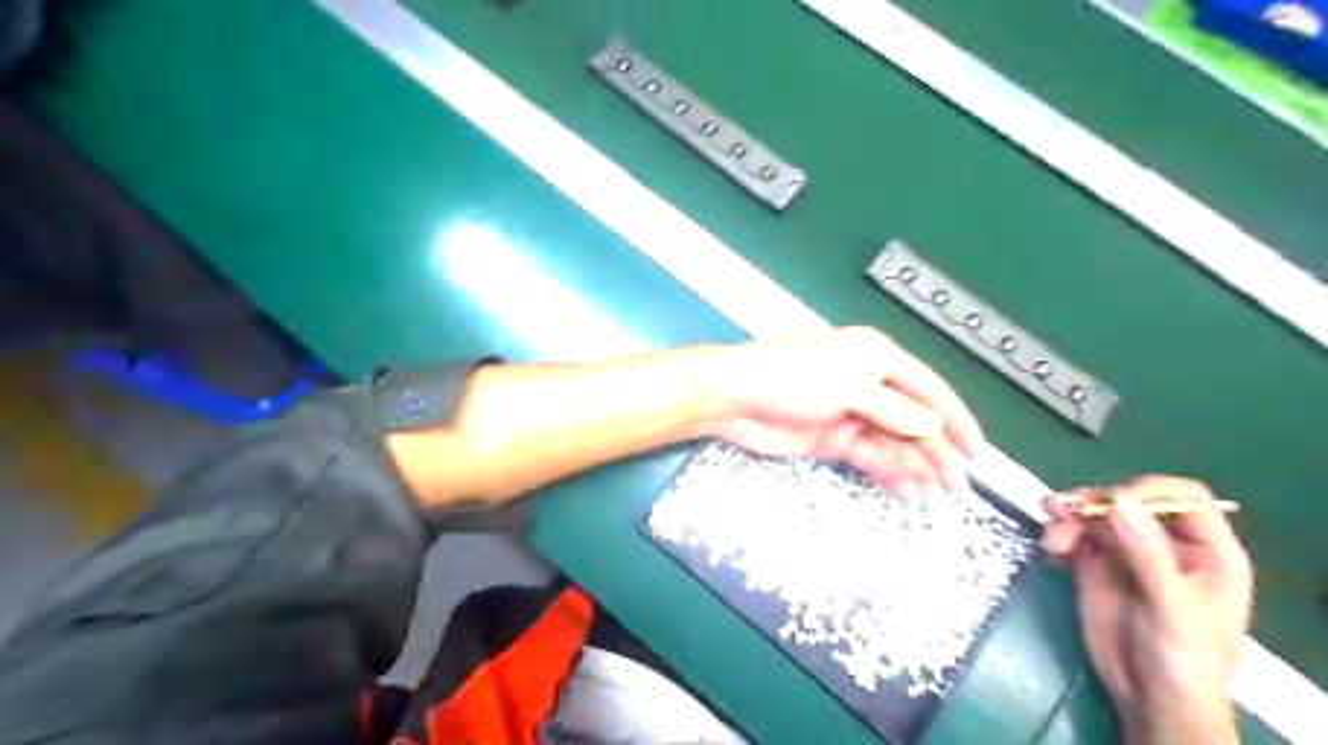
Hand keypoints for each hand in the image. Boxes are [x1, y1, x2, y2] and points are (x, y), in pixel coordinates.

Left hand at [712, 326, 979, 498]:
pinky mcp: (833, 439)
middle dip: (936, 452)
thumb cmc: (786, 378)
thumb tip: (932, 425)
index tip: (977, 451)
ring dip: (914, 467)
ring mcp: (850, 414)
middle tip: (957, 486)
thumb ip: (891, 408)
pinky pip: (870, 457)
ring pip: (893, 443)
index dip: (954, 418)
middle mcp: (868, 384)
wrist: (731, 399)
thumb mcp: (843, 387)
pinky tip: (905, 491)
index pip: (927, 387)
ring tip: (932, 496)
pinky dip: (888, 473)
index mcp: (874, 357)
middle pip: (912, 420)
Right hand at [1043, 476, 1251, 744]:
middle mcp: (1165, 545)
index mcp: (1205, 552)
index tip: (1112, 499)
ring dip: (1068, 517)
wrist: (1149, 700)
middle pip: (1128, 502)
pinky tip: (1050, 549)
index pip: (1183, 499)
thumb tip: (1117, 499)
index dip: (1148, 490)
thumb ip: (1145, 552)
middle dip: (1093, 503)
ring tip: (1050, 537)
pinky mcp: (1095, 567)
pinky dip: (1059, 535)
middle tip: (1061, 510)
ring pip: (1095, 516)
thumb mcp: (1169, 606)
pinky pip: (1075, 537)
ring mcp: (1127, 555)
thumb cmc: (1182, 660)